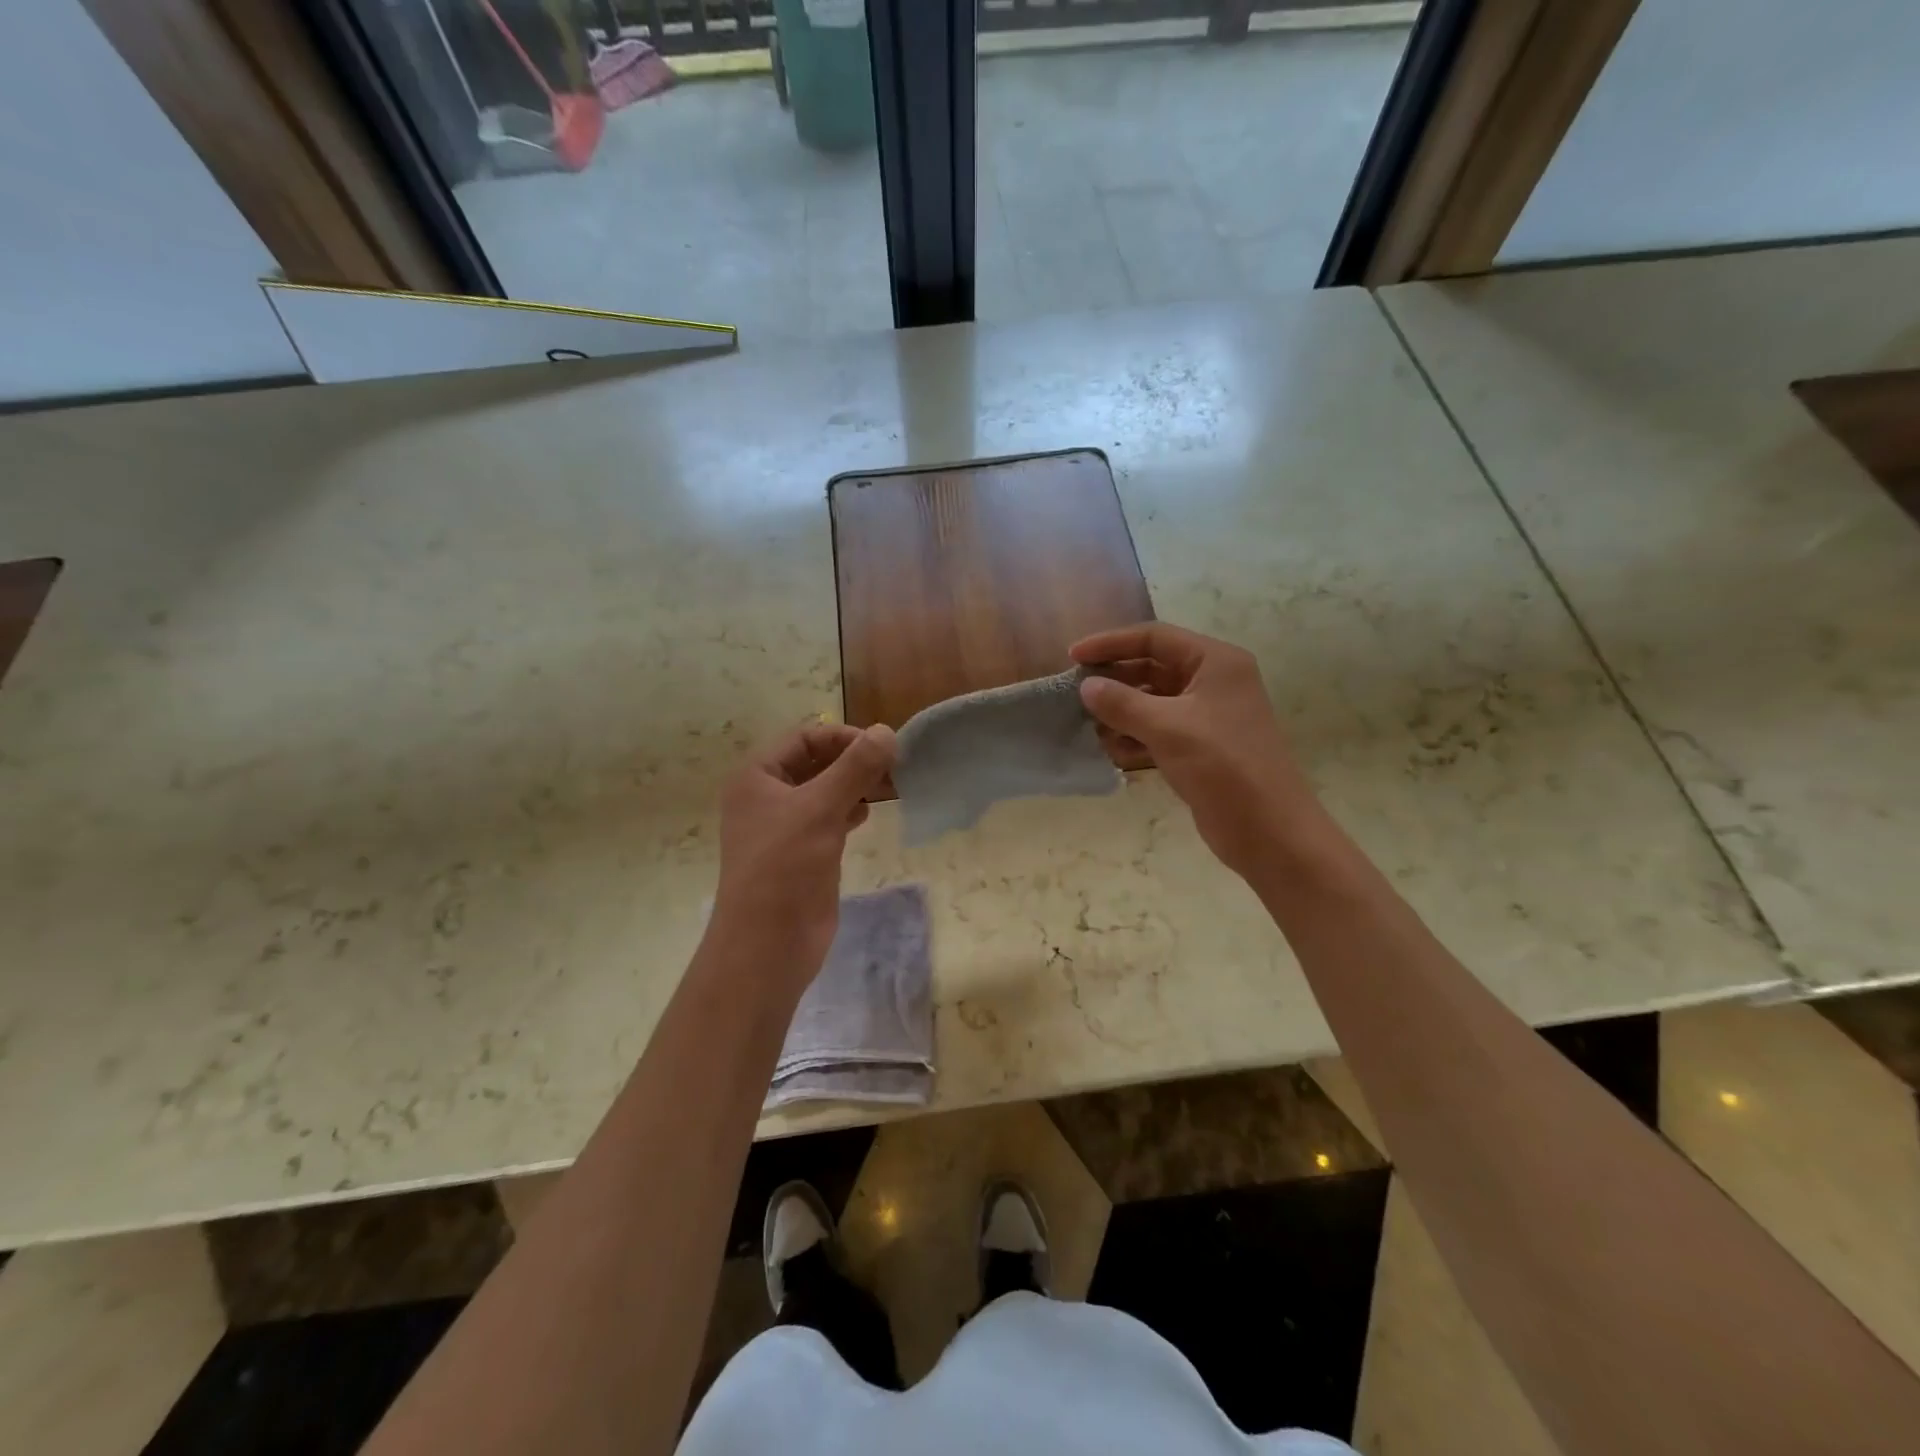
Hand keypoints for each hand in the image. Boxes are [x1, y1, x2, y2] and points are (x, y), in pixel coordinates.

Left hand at [712, 721, 896, 990]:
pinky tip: (870, 813)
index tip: (882, 748)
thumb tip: (887, 732)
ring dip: (856, 785)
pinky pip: (830, 818)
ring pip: (826, 791)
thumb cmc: (784, 867)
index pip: (805, 738)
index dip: (843, 737)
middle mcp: (767, 796)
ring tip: (892, 786)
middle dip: (854, 761)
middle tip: (894, 767)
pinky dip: (851, 810)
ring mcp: (786, 826)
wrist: (768, 944)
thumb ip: (855, 768)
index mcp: (757, 777)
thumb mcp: (820, 809)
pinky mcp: (804, 852)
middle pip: (817, 762)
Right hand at [1072, 623, 1321, 877]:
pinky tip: (1112, 750)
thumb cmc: (1222, 765)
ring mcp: (1208, 716)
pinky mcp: (1200, 747)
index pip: (1155, 638)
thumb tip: (1086, 686)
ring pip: (1153, 701)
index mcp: (1215, 662)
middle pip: (1152, 667)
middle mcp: (1213, 682)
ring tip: (1090, 725)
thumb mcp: (1167, 728)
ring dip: (1121, 711)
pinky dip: (1135, 736)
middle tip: (1076, 693)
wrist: (1268, 829)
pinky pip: (1159, 730)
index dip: (1111, 643)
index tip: (1073, 656)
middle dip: (1115, 680)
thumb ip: (1122, 703)